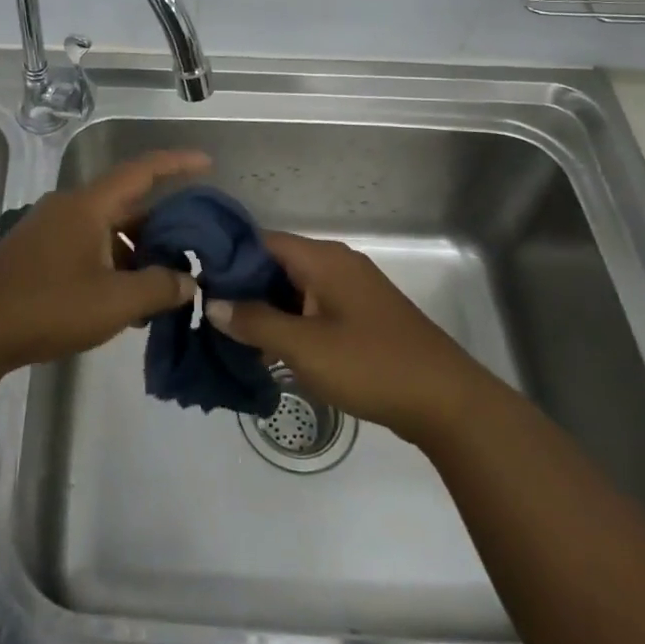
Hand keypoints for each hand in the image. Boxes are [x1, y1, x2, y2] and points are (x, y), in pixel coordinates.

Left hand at [0, 149, 211, 376]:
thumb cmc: (48, 307)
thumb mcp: (114, 302)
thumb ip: (158, 288)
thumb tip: (188, 282)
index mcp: (88, 205)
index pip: (141, 171)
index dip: (176, 163)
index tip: (207, 163)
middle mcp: (69, 208)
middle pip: (126, 204)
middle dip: (161, 225)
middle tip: (193, 246)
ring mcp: (49, 230)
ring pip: (106, 229)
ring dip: (135, 251)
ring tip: (163, 284)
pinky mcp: (37, 253)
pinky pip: (87, 246)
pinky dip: (112, 263)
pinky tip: (124, 299)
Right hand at [206, 231, 477, 445]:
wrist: (447, 402)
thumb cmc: (371, 365)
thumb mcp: (305, 346)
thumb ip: (255, 322)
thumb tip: (213, 303)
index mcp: (323, 258)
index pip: (261, 240)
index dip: (227, 257)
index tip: (197, 282)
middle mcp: (336, 264)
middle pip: (276, 264)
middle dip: (243, 289)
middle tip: (209, 316)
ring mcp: (351, 290)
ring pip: (294, 289)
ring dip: (266, 311)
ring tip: (231, 338)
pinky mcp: (361, 316)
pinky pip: (313, 309)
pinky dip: (290, 324)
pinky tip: (270, 353)